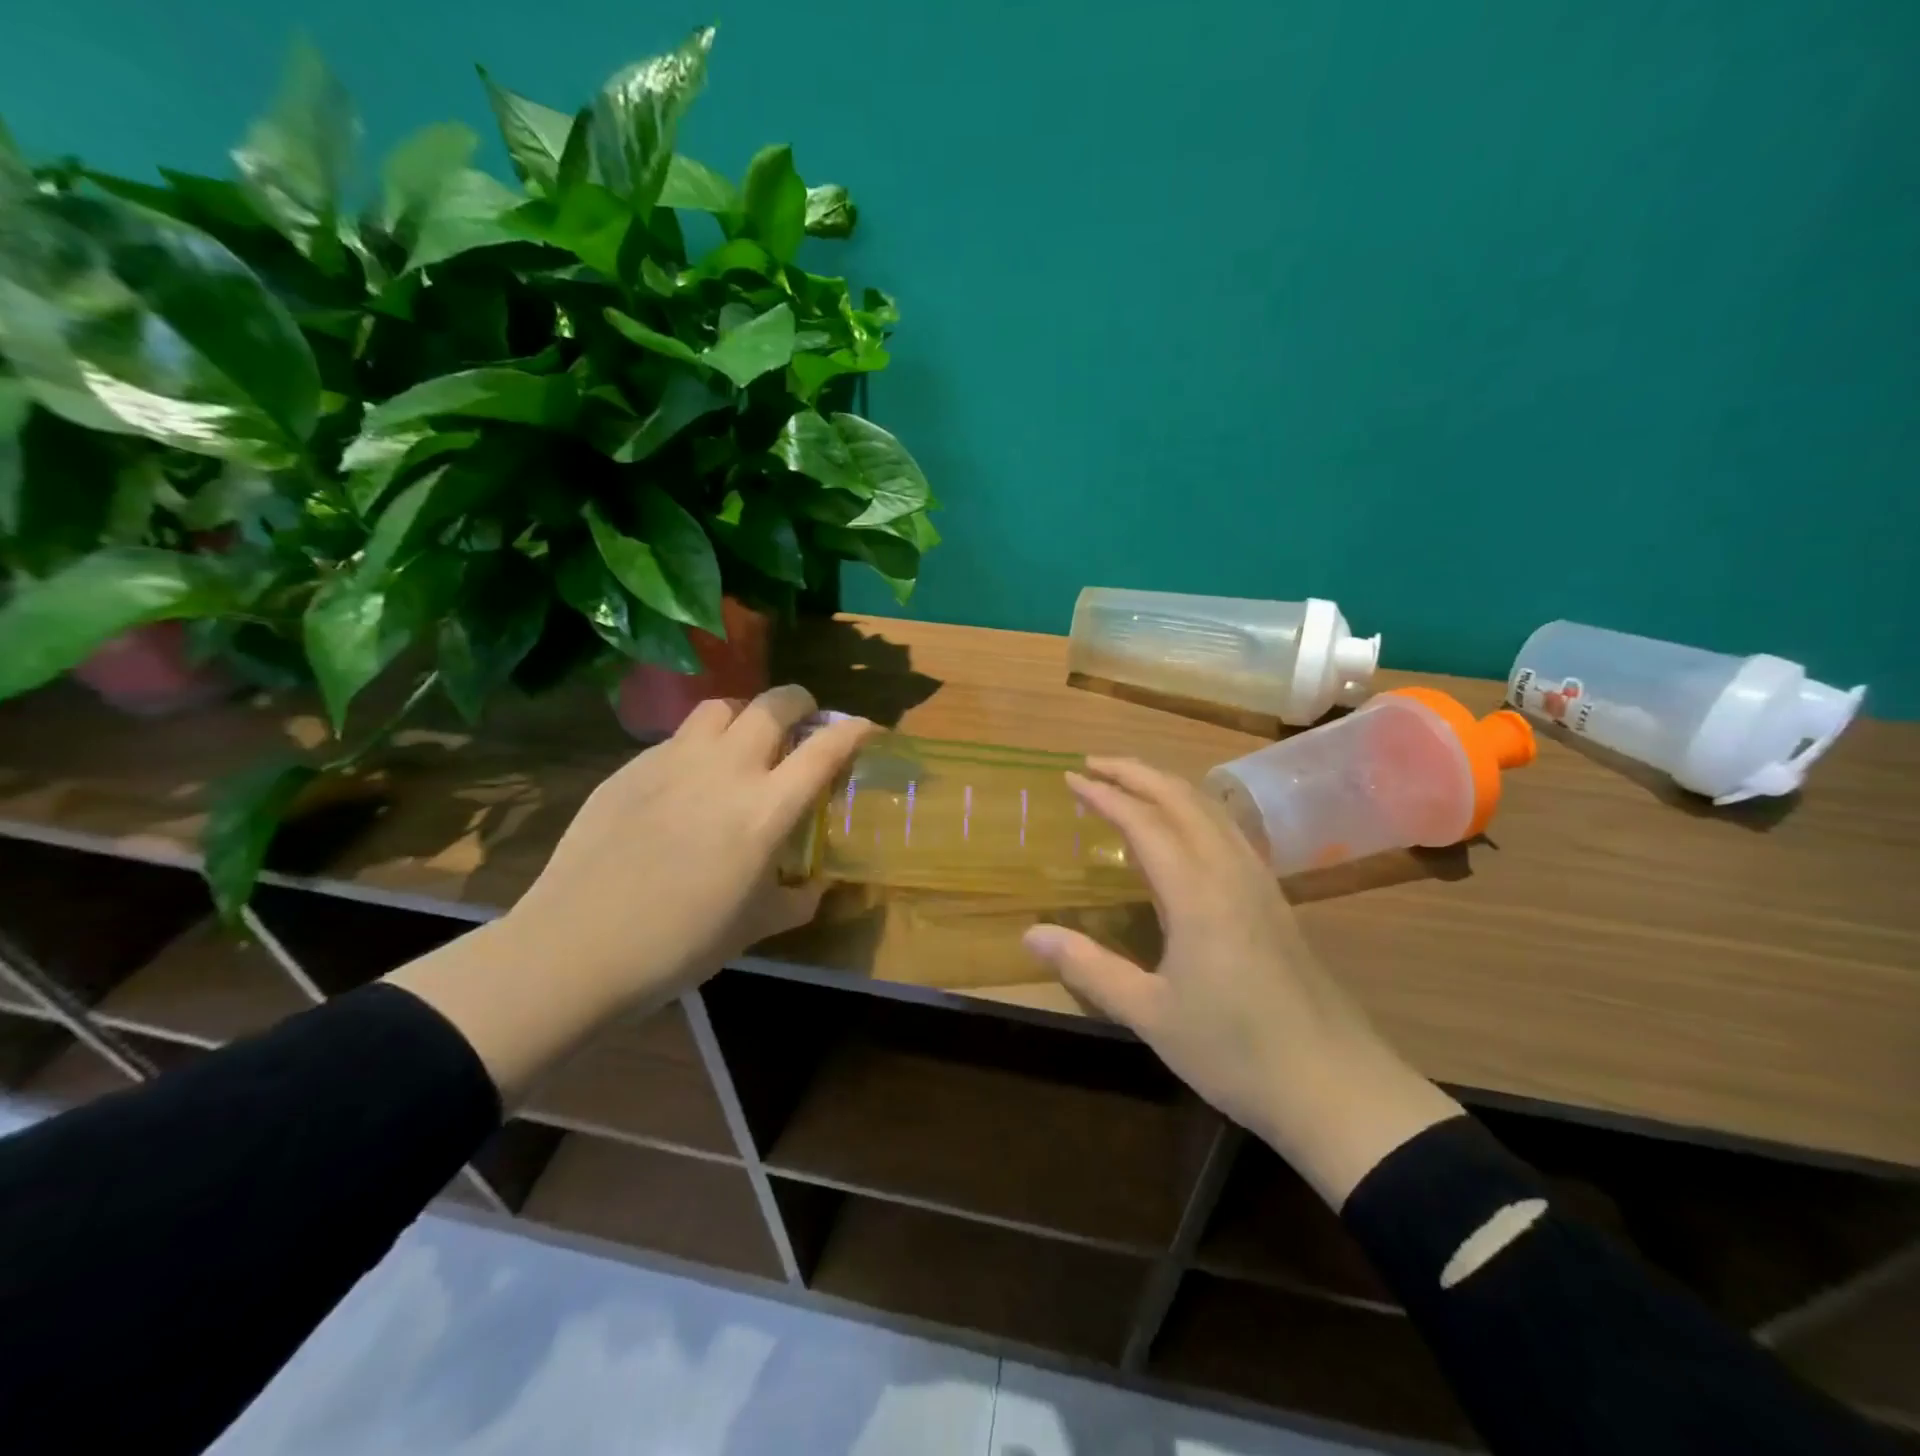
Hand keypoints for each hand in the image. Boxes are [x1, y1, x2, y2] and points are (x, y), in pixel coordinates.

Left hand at [387, 686, 870, 1100]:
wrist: (578, 947)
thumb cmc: (681, 944)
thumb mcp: (756, 927)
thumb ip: (798, 900)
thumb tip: (816, 889)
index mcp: (766, 809)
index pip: (825, 749)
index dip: (853, 732)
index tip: (865, 729)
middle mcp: (726, 769)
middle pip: (774, 704)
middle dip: (800, 703)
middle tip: (804, 722)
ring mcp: (673, 761)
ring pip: (720, 707)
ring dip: (745, 713)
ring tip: (745, 739)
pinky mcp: (630, 767)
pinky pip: (676, 738)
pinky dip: (699, 744)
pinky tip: (688, 779)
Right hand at [1021, 757, 1459, 1205]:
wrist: (1335, 1085)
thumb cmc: (1235, 1051)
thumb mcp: (1150, 1014)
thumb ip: (1088, 967)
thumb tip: (1031, 933)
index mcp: (1196, 892)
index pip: (1144, 822)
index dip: (1105, 795)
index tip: (1070, 779)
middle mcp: (1229, 871)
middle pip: (1181, 798)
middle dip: (1135, 772)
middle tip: (1092, 764)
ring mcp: (1258, 882)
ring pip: (1210, 809)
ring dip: (1166, 785)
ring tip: (1129, 783)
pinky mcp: (1274, 899)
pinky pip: (1227, 830)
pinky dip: (1193, 809)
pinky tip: (1182, 829)